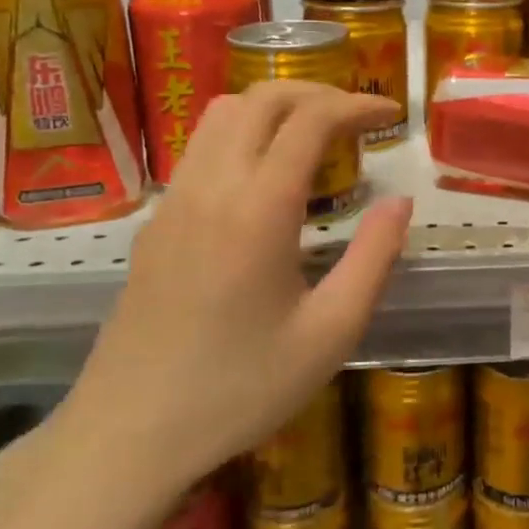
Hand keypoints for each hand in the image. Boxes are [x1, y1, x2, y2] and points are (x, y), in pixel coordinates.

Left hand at [48, 81, 410, 528]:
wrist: (128, 435)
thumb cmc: (240, 389)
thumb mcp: (330, 333)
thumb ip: (374, 257)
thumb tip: (401, 202)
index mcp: (259, 208)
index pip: (310, 119)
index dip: (356, 105)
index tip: (391, 115)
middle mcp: (212, 186)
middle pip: (262, 98)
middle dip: (317, 92)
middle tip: (357, 119)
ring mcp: (174, 200)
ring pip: (224, 113)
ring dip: (275, 107)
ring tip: (314, 137)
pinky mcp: (156, 221)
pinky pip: (202, 146)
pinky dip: (244, 133)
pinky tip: (266, 178)